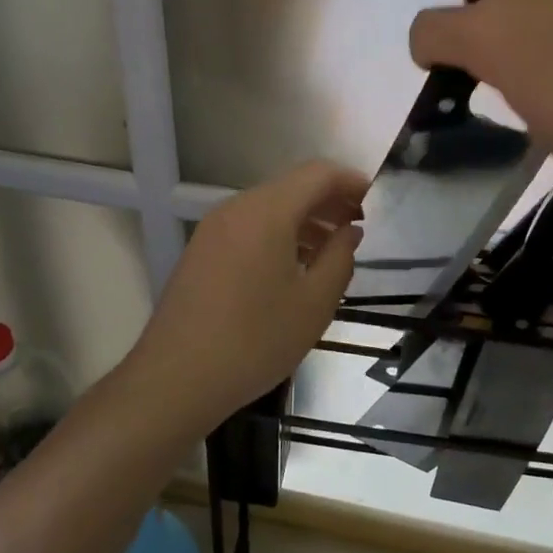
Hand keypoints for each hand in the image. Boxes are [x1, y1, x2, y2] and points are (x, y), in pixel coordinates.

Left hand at [129, 161, 366, 431]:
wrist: (176, 379)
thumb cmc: (255, 341)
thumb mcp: (314, 303)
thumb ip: (340, 257)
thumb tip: (349, 231)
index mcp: (267, 211)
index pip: (318, 174)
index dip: (351, 181)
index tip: (377, 200)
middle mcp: (237, 208)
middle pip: (292, 187)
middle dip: (329, 201)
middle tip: (359, 227)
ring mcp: (214, 228)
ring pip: (270, 207)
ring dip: (305, 219)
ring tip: (332, 250)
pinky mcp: (202, 250)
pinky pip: (250, 226)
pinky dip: (279, 233)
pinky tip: (294, 266)